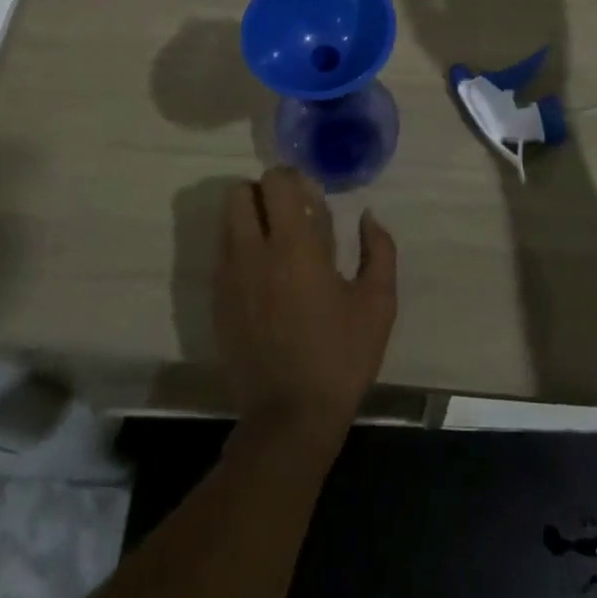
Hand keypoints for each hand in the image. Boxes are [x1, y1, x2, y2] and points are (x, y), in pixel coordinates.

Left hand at [215, 169, 397, 458]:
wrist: (289, 419)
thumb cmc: (341, 357)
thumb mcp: (378, 303)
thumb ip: (379, 249)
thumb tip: (367, 216)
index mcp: (294, 246)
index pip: (275, 182)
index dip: (292, 178)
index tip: (310, 198)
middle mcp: (253, 252)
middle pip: (240, 192)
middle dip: (264, 193)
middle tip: (291, 215)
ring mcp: (229, 277)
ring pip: (227, 221)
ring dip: (250, 218)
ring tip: (277, 244)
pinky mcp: (217, 302)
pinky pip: (223, 254)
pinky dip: (241, 249)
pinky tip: (265, 277)